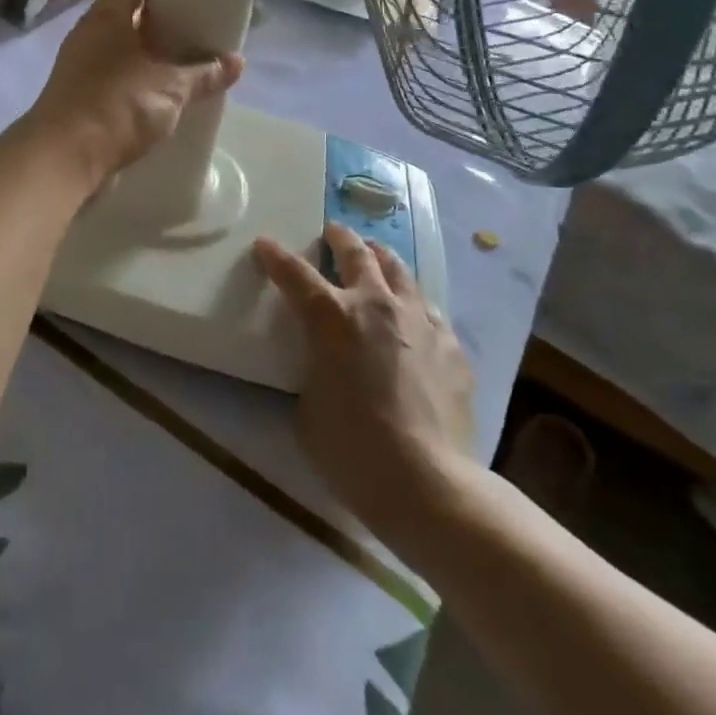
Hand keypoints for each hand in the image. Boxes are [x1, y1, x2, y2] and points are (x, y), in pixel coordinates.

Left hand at [23, 0, 244, 187]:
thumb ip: (204, 74)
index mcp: (107, 15)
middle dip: (160, 17)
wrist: (64, 157)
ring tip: (184, 60)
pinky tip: (161, 93)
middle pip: (126, 9)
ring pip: (119, 43)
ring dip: (148, 49)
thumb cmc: (118, 106)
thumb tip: (237, 62)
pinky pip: (112, 72)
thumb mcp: (171, 89)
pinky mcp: (78, 92)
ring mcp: (80, 63)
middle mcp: (89, 32)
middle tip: (195, 27)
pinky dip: (136, 75)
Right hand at [255, 224, 477, 558]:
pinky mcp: (451, 345)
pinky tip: (412, 314)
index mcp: (332, 318)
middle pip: (356, 254)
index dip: (275, 256)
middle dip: (339, 238)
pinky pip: (428, 309)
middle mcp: (376, 305)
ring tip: (374, 255)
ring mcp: (419, 321)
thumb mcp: (309, 406)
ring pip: (399, 271)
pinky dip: (412, 302)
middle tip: (332, 232)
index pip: (295, 273)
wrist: (428, 482)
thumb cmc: (352, 449)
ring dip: (380, 259)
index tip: (264, 244)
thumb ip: (314, 369)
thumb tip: (326, 364)